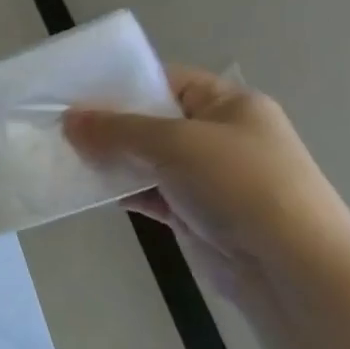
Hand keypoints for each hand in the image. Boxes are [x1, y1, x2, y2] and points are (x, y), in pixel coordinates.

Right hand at [63, 66, 349, 313]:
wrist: (291, 268)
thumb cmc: (240, 185)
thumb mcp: (175, 143)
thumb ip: (117, 129)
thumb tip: (69, 120)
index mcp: (230, 105)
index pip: (167, 80)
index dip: (121, 83)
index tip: (74, 91)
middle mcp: (220, 136)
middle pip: (150, 120)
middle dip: (107, 124)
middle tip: (58, 125)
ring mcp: (207, 176)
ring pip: (145, 158)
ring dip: (109, 159)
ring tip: (62, 155)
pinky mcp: (193, 212)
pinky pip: (146, 192)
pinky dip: (120, 190)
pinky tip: (86, 189)